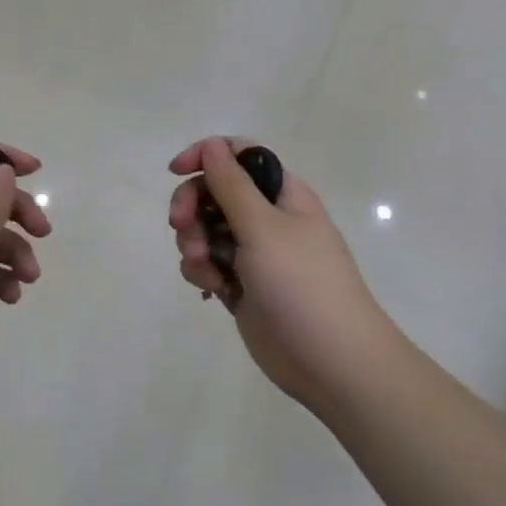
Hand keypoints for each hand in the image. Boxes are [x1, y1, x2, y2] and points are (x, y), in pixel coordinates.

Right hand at [168, 137, 399, 415]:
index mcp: (282, 194)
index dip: (206, 156)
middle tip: (181, 226)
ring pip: (205, 230)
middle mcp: (267, 217)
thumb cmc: (302, 284)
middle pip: (213, 192)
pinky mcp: (241, 285)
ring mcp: (254, 253)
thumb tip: (213, 145)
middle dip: (192, 207)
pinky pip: (208, 264)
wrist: (330, 360)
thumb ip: (232, 185)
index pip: (239, 155)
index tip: (175, 171)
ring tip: (207, 271)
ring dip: (194, 244)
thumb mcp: (264, 227)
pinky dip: (203, 272)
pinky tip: (214, 291)